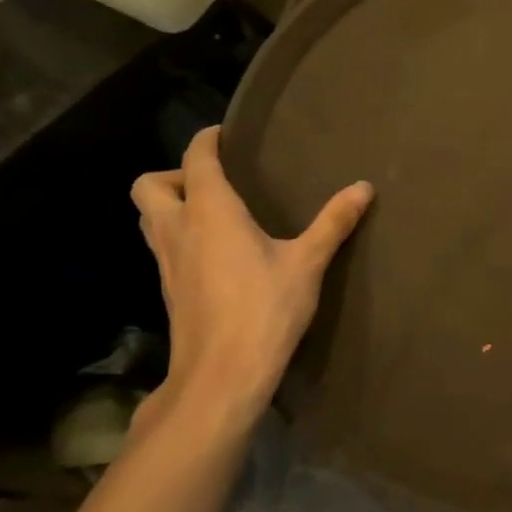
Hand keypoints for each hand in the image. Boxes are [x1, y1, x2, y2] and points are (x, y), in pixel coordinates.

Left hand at [130, 126, 371, 439]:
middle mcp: (178, 230)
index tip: (225, 134)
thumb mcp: (307, 263)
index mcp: (210, 212)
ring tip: (214, 212)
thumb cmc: (264, 310)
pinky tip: (215, 252)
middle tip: (214, 181)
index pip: (196, 159)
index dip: (207, 140)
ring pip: (148, 218)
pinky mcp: (168, 290)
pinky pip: (162, 247)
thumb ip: (334, 222)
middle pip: (148, 186)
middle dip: (174, 174)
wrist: (221, 377)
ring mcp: (166, 263)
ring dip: (171, 205)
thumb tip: (364, 187)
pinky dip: (178, 236)